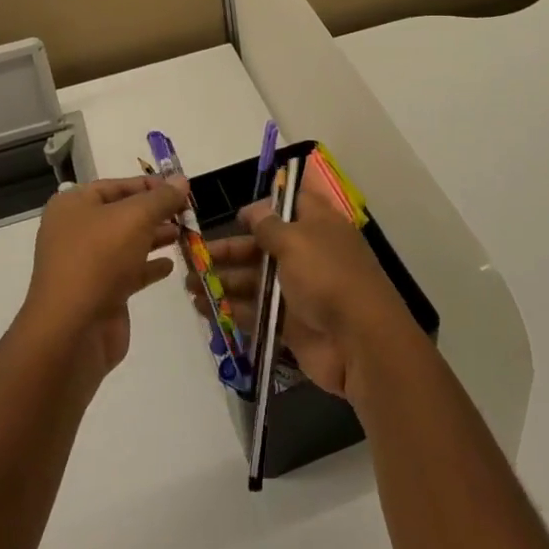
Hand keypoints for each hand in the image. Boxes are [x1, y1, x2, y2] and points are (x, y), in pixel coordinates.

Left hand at [19, 176, 187, 380]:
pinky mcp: (99, 293)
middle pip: (122, 214)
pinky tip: (170, 265)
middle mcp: (76, 231)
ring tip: (185, 234)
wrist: (72, 330)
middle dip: (155, 212)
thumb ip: (161, 198)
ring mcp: (86, 264)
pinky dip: (148, 266)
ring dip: (155, 237)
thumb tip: (180, 180)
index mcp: (73, 205)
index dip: (149, 185)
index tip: (180, 188)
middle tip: (188, 213)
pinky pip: (128, 272)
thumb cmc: (99, 259)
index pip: (116, 186)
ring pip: (127, 243)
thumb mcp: (135, 218)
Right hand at [187, 195, 412, 399]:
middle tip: (192, 255)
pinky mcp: (291, 324)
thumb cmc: (328, 277)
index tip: (235, 215)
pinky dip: (232, 309)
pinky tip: (204, 309)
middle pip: (264, 246)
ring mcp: (300, 291)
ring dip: (223, 280)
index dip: (263, 207)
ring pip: (256, 280)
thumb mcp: (296, 240)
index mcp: (318, 226)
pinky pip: (257, 312)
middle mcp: (309, 254)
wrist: (360, 343)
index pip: (291, 205)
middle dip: (229, 249)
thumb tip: (254, 209)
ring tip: (188, 284)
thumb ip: (269, 226)